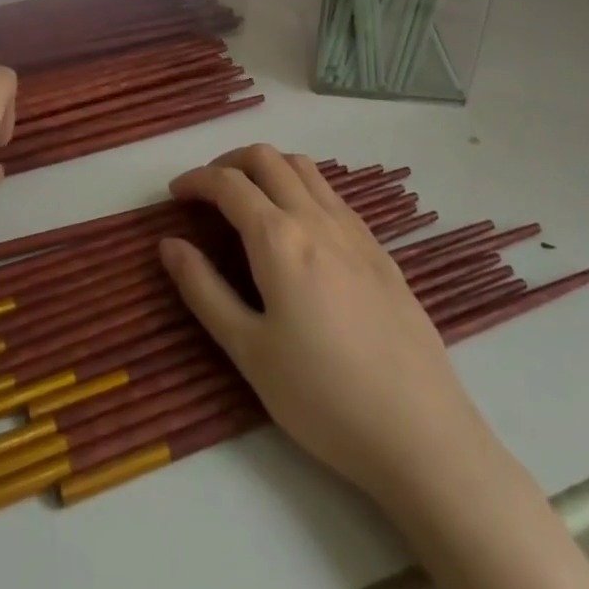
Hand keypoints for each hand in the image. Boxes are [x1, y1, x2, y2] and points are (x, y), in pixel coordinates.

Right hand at [159, 144, 484, 503]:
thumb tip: (168, 244)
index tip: (175, 193)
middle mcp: (316, 217)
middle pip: (267, 158)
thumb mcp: (249, 351)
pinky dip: (302, 186)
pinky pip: (332, 193)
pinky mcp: (378, 247)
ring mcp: (353, 229)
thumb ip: (204, 290)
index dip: (196, 179)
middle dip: (230, 162)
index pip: (228, 184)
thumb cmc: (322, 396)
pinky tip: (299, 226)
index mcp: (279, 238)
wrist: (420, 430)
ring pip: (304, 167)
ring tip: (250, 198)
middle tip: (208, 190)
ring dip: (269, 167)